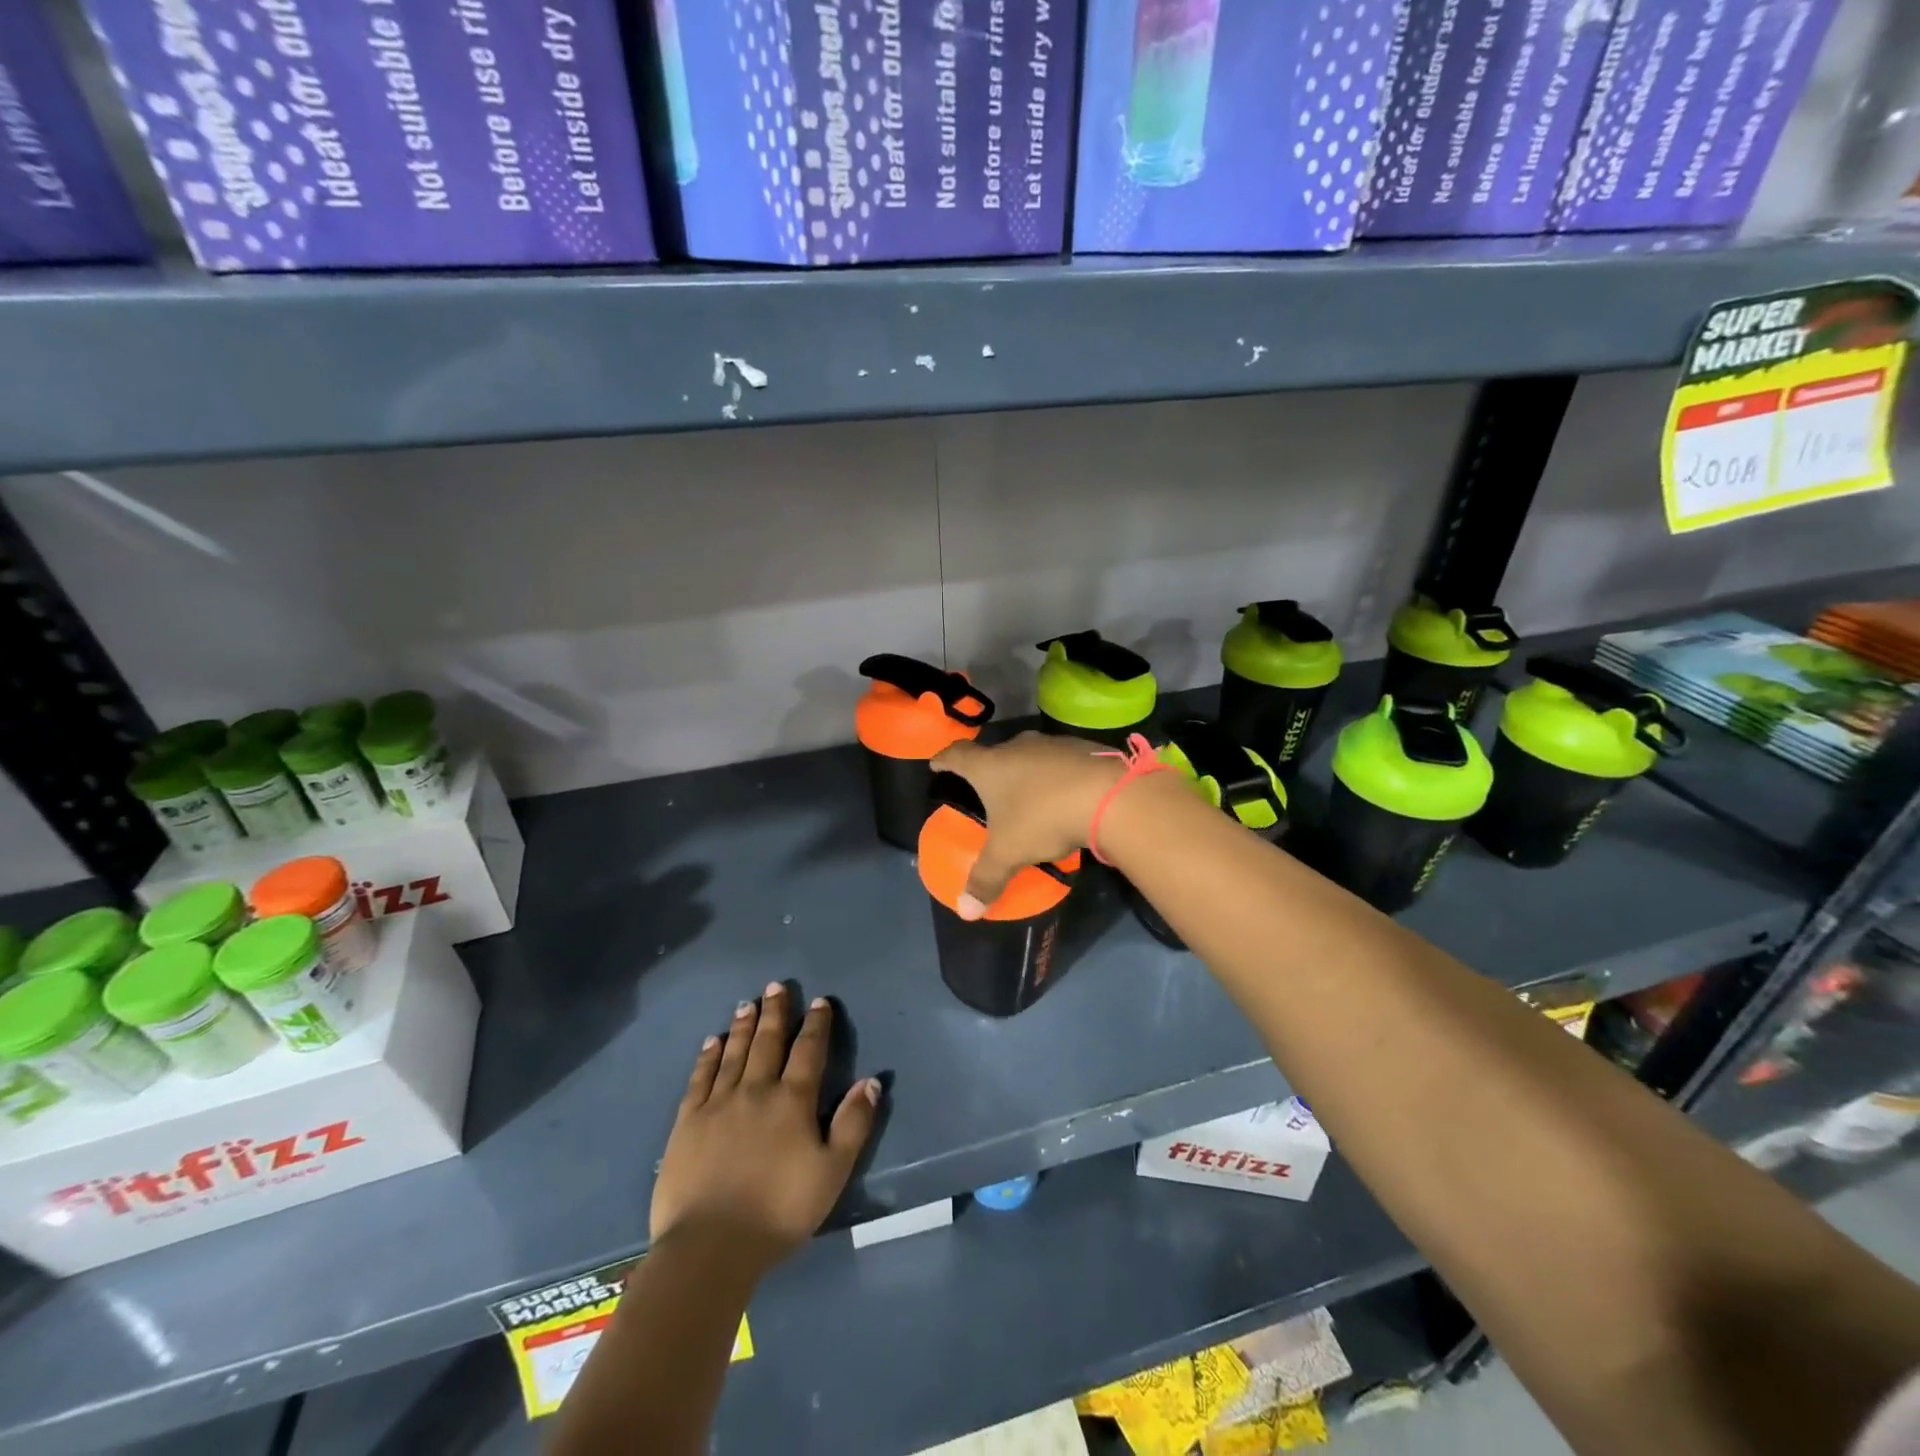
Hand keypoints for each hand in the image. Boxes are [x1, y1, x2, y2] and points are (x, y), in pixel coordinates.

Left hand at [651, 984, 880, 1268]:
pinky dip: (708, 1056)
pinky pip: (700, 1078)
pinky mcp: (688, 1121)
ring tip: (748, 1003)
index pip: (808, 1051)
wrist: (710, 1245)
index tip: (820, 1001)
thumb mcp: (832, 1172)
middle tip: (777, 986)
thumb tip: (872, 1080)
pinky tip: (713, 1042)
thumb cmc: (779, 1211)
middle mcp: (756, 1090)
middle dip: (776, 1012)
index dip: (816, 1024)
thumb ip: (853, 1123)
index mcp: (792, 1101)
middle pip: (769, 1041)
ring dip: (744, 1026)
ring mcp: (718, 1103)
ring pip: (735, 1053)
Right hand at [930, 731, 1126, 913]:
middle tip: (986, 789)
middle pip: (995, 753)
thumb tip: (966, 912)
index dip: (944, 760)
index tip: (937, 764)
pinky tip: (1063, 795)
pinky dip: (1056, 776)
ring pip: (1029, 755)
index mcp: (990, 766)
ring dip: (1025, 772)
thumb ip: (986, 880)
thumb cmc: (1043, 818)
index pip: (957, 755)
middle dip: (989, 769)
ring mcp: (1052, 744)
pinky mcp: (1082, 748)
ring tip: (1027, 794)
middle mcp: (1017, 746)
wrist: (1108, 795)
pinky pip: (1060, 762)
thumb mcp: (1009, 853)